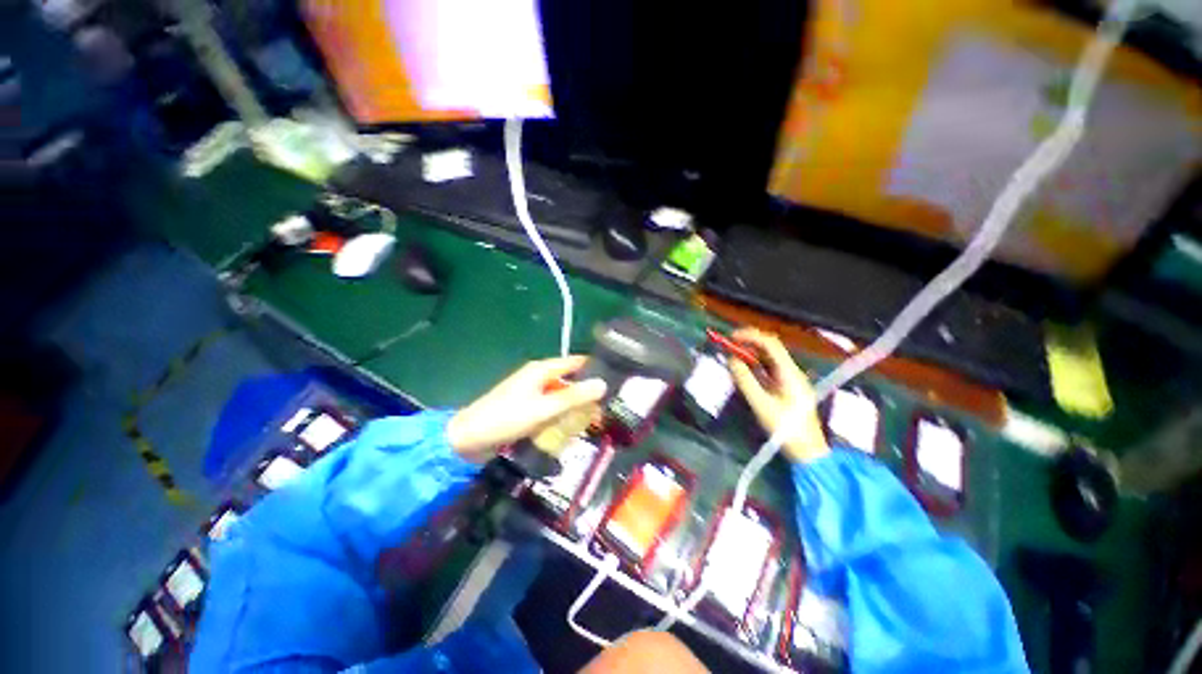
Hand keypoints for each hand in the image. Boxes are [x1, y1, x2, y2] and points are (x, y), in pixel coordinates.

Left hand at [447, 356, 606, 461]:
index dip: (595, 368)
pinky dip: (563, 413)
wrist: (468, 439)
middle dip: (588, 391)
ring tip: (597, 419)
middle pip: (570, 379)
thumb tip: (603, 384)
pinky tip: (574, 426)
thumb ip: (573, 397)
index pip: (576, 362)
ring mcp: (532, 392)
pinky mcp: (527, 407)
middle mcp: (538, 377)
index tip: (616, 380)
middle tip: (609, 406)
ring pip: (562, 394)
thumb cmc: (506, 419)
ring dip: (576, 405)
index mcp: (542, 370)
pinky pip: (552, 406)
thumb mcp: (543, 409)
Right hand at [728, 327, 829, 462]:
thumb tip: (732, 360)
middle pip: (770, 348)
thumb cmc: (785, 428)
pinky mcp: (787, 387)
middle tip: (728, 346)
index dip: (750, 336)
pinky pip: (769, 369)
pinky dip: (755, 366)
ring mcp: (790, 379)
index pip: (770, 344)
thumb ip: (745, 380)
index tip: (731, 337)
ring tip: (733, 357)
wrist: (807, 451)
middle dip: (749, 343)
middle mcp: (791, 371)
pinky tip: (744, 371)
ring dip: (750, 354)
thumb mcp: (761, 404)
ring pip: (769, 358)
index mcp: (788, 373)